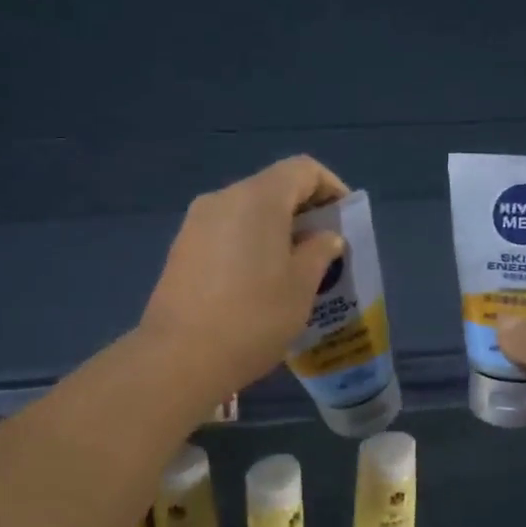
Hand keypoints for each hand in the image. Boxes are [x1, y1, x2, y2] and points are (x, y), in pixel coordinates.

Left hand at [140, 156, 349, 395]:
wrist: (180, 357)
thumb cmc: (254, 317)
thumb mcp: (301, 287)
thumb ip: (320, 252)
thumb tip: (325, 237)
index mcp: (258, 198)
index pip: (303, 170)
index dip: (331, 188)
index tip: (345, 220)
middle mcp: (224, 198)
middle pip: (273, 187)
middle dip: (304, 211)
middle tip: (325, 248)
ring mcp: (196, 222)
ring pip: (248, 211)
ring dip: (276, 229)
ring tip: (294, 268)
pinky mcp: (182, 248)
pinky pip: (226, 231)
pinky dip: (250, 243)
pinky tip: (258, 281)